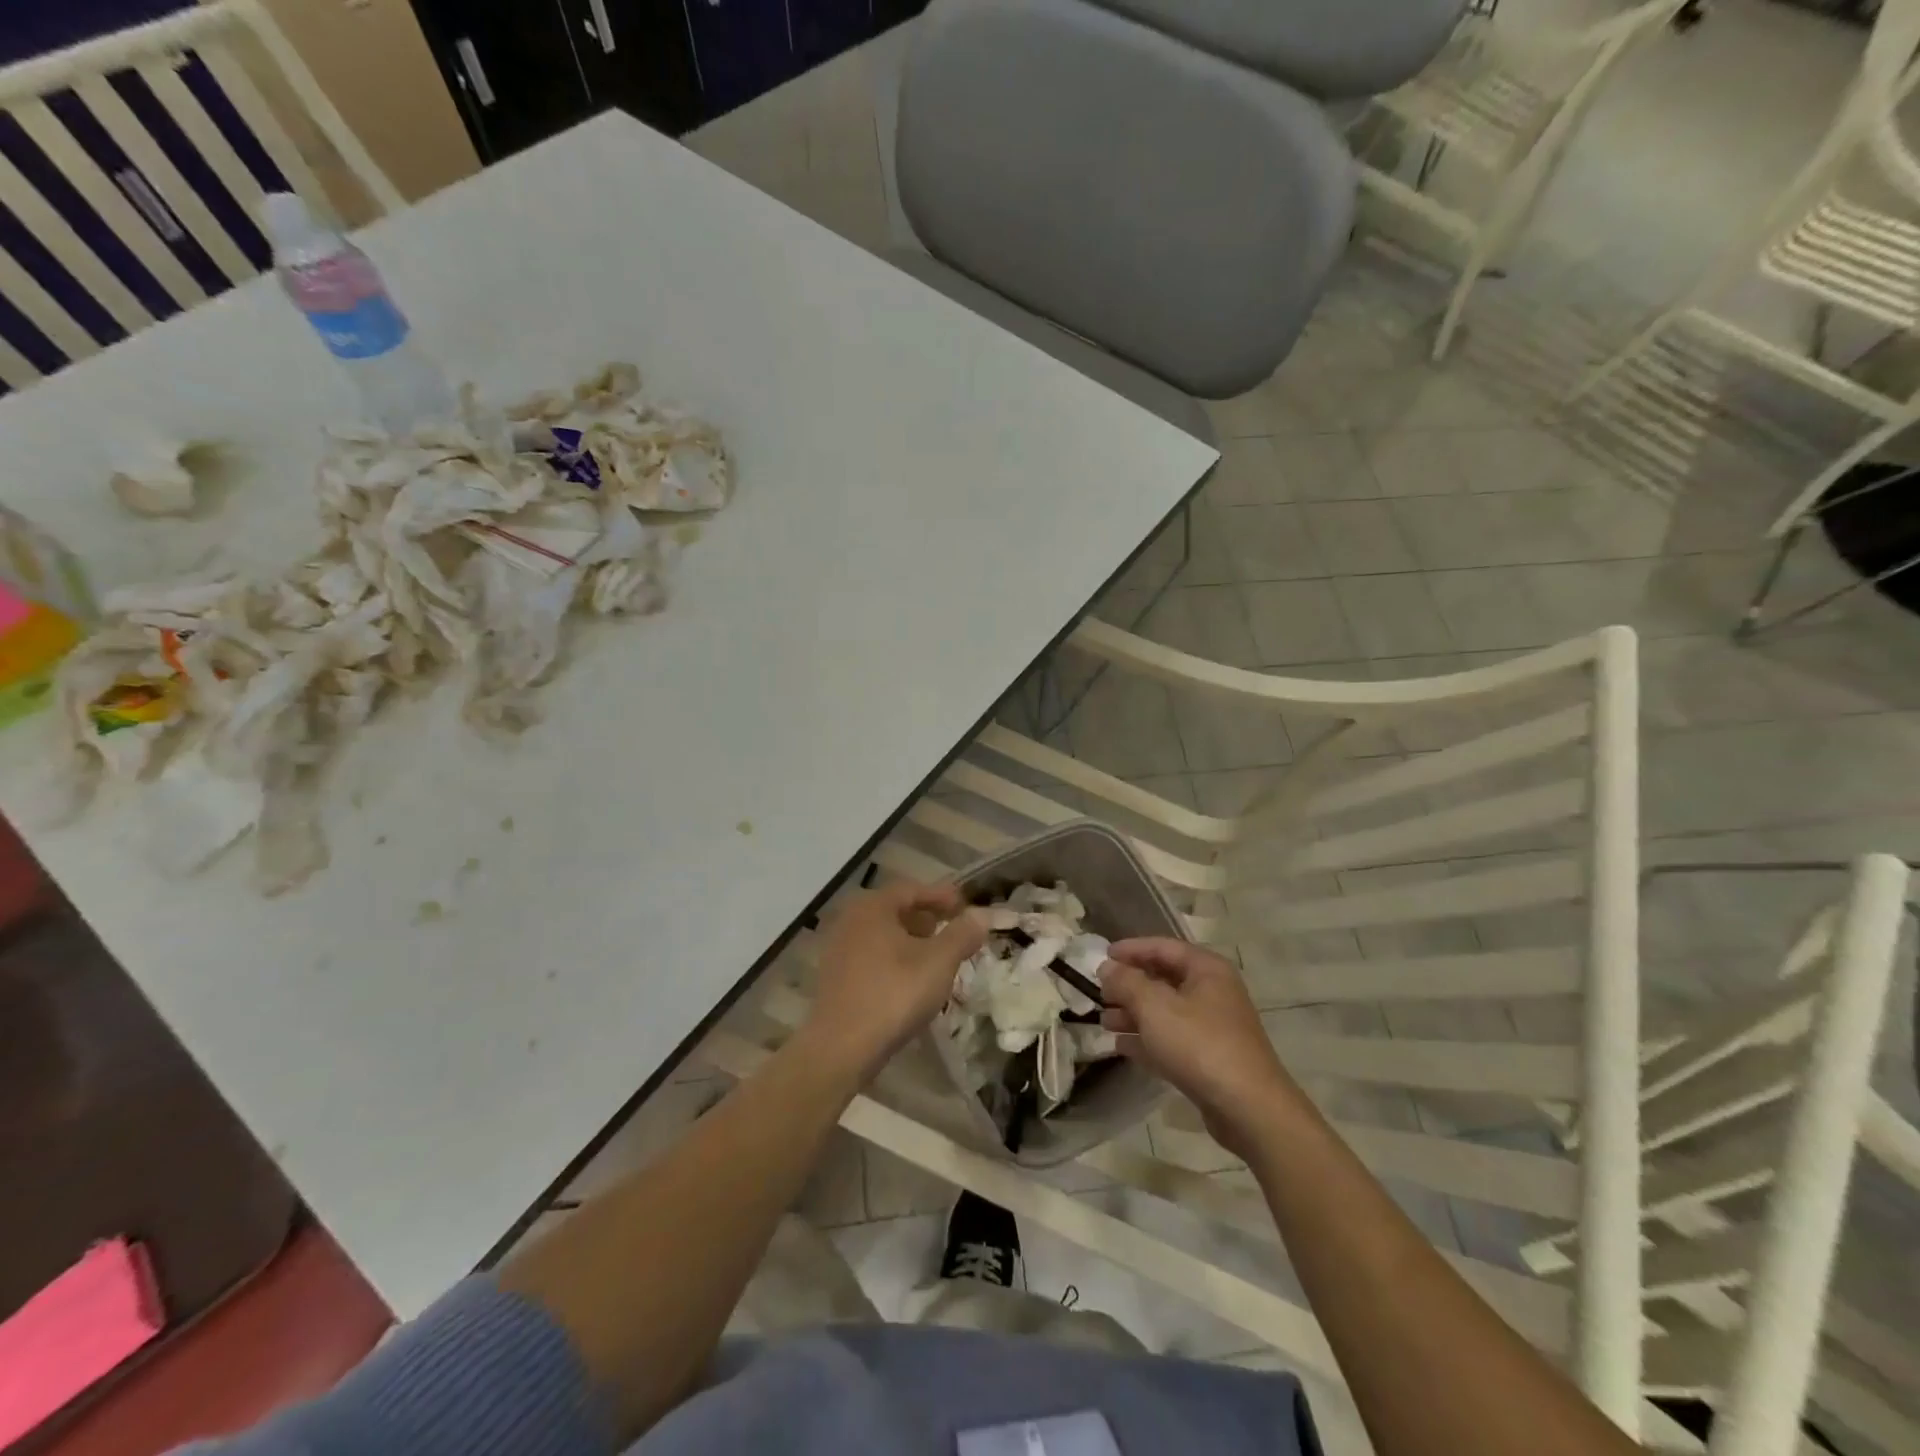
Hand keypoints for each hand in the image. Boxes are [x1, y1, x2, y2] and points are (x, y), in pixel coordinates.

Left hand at [803, 881, 986, 1083]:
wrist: (840, 1048)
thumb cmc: (893, 995)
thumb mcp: (938, 962)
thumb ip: (962, 934)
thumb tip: (982, 914)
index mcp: (873, 907)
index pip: (911, 889)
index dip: (941, 896)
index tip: (965, 906)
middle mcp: (850, 920)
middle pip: (895, 910)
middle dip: (926, 917)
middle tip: (952, 929)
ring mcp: (838, 949)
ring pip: (882, 934)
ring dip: (910, 940)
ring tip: (936, 956)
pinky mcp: (834, 977)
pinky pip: (871, 955)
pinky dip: (893, 958)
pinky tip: (910, 980)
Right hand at [1101, 938, 1298, 1156]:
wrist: (1248, 1108)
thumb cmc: (1199, 1044)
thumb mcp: (1154, 1006)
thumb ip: (1126, 982)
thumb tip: (1107, 967)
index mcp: (1206, 970)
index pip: (1163, 947)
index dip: (1131, 949)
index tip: (1102, 956)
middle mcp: (1213, 992)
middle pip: (1164, 979)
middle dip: (1130, 985)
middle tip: (1100, 993)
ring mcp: (1213, 1027)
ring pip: (1166, 1011)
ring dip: (1134, 1014)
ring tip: (1104, 1021)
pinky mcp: (1210, 1059)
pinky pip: (1172, 1039)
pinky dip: (1148, 1039)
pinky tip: (1121, 1046)